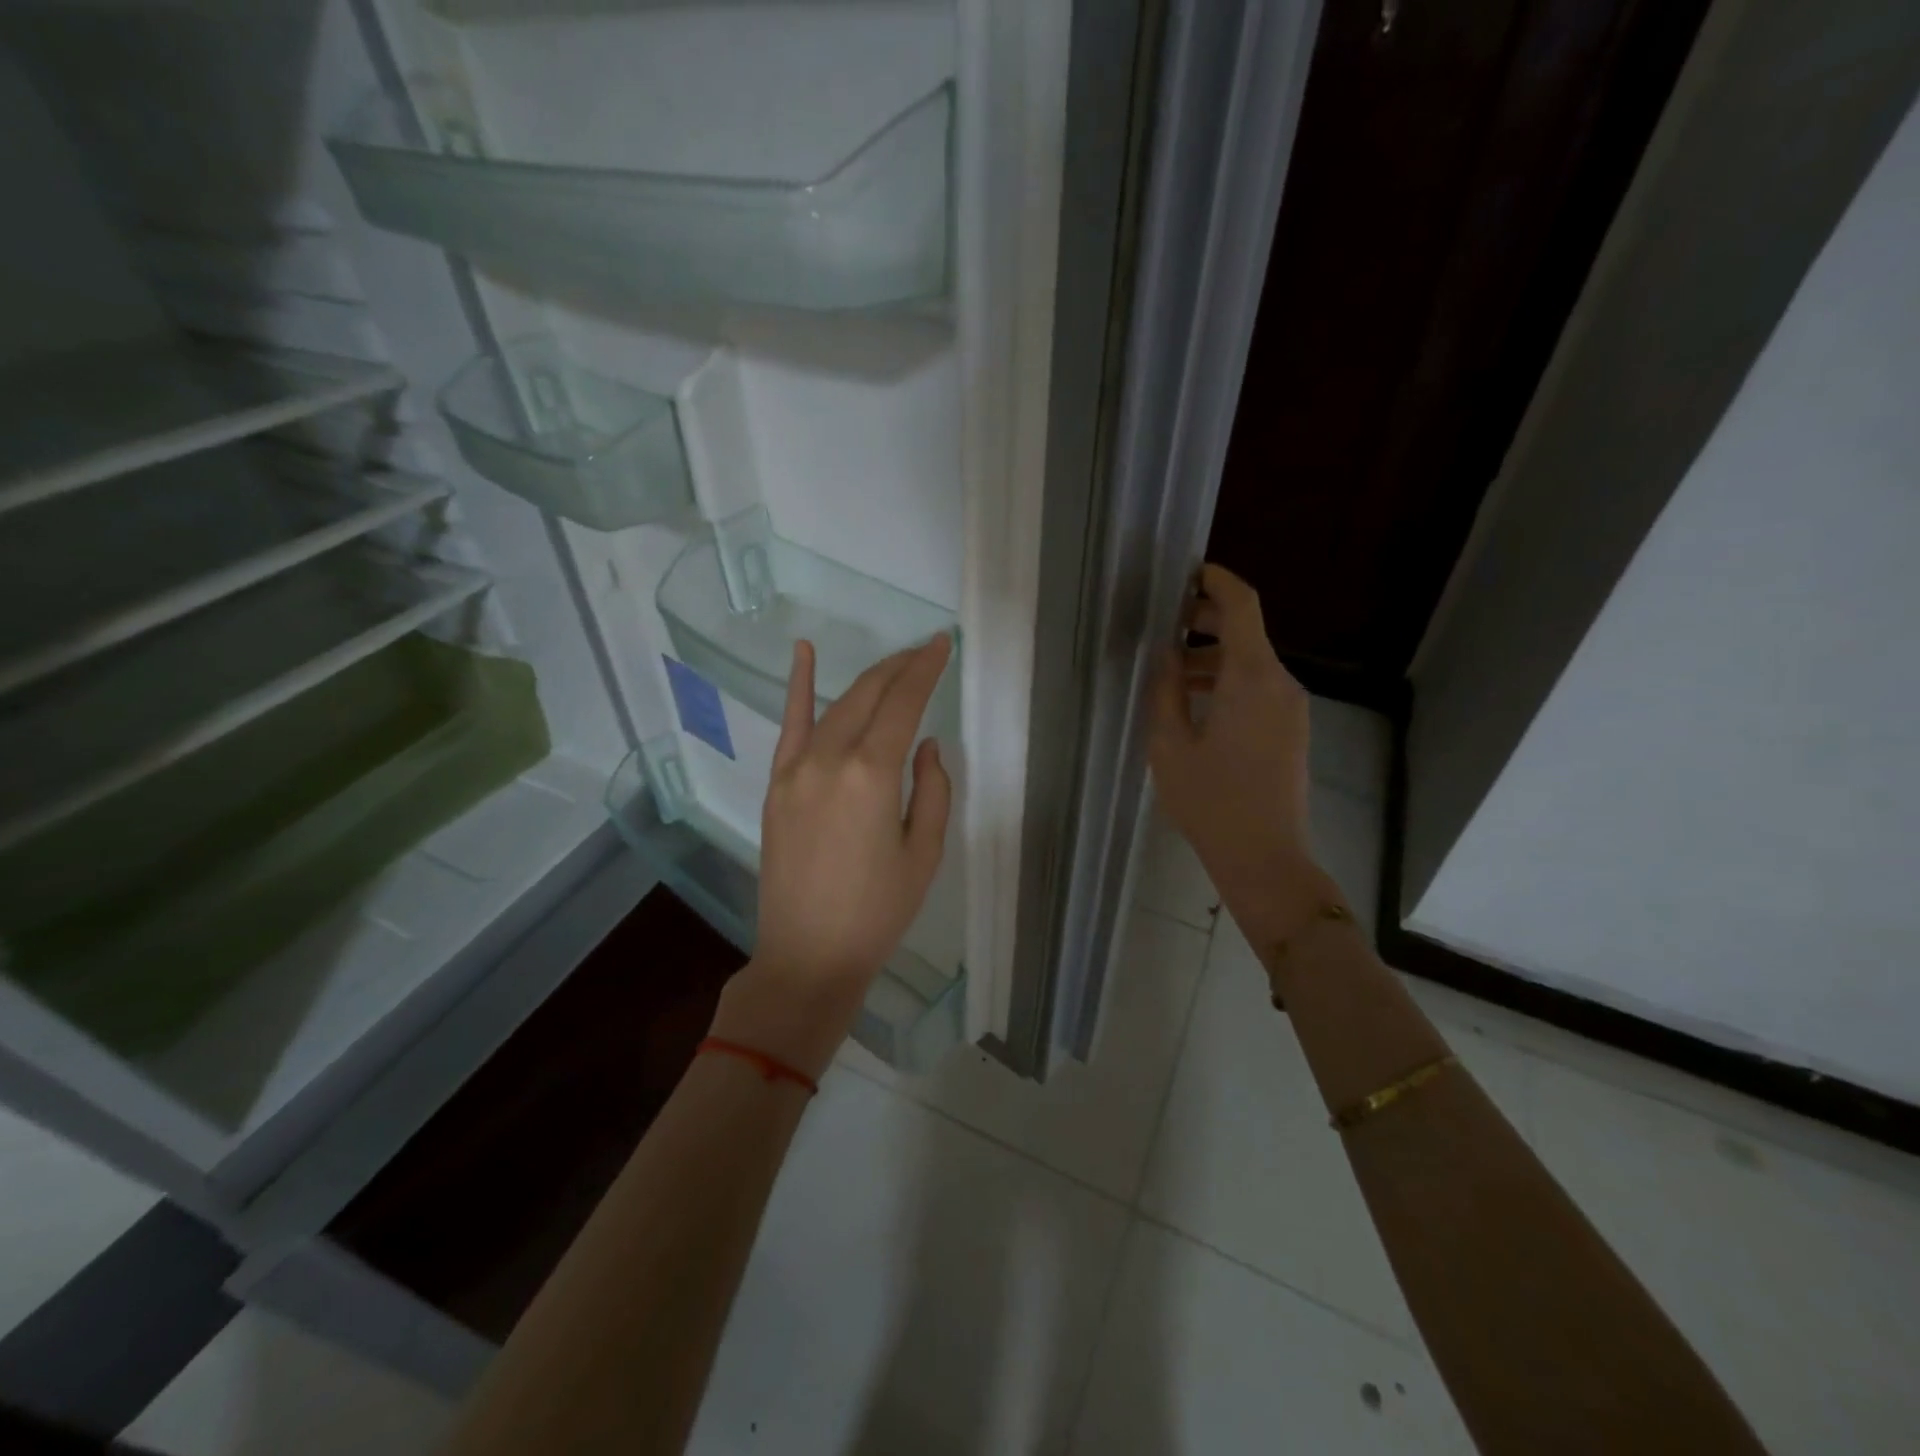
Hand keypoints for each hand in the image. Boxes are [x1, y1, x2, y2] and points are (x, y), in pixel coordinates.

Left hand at [710, 634, 953, 1078]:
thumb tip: (926, 744)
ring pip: (836, 706)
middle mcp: (829, 758)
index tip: (943, 644)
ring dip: (868, 680)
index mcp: (871, 774)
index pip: (904, 703)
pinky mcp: (776, 785)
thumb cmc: (877, 911)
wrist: (808, 955)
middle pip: (868, 694)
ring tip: (895, 664)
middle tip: (926, 653)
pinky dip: (798, 687)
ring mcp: (795, 769)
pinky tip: (803, 652)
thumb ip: (932, 789)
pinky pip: (789, 726)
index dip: (926, 669)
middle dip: (900, 667)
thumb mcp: (924, 853)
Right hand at [1148, 564, 1336, 947]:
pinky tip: (1194, 703)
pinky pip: (1258, 687)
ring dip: (1212, 656)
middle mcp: (1280, 683)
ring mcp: (1291, 707)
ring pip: (1251, 662)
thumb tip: (1166, 653)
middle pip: (1247, 631)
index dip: (1215, 580)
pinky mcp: (1291, 729)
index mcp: (1251, 677)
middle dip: (1205, 619)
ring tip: (1168, 671)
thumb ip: (1165, 689)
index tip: (1186, 572)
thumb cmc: (1210, 801)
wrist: (1265, 857)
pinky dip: (1227, 681)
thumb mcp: (1169, 744)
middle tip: (1163, 623)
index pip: (1241, 605)